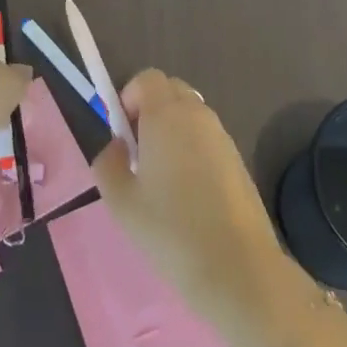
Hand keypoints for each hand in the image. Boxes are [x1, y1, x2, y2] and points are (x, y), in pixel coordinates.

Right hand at [93, 70, 294, 339]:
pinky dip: (192, 150)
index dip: (129, 97)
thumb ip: (108, 163)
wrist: (238, 269)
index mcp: (167, 115)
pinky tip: (188, 195)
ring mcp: (222, 136)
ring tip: (162, 180)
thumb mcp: (121, 201)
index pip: (147, 78)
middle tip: (137, 154)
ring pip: (189, 115)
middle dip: (149, 110)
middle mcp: (198, 115)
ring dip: (171, 131)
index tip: (122, 134)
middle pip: (170, 90)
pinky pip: (206, 138)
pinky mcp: (237, 159)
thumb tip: (117, 147)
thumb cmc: (171, 231)